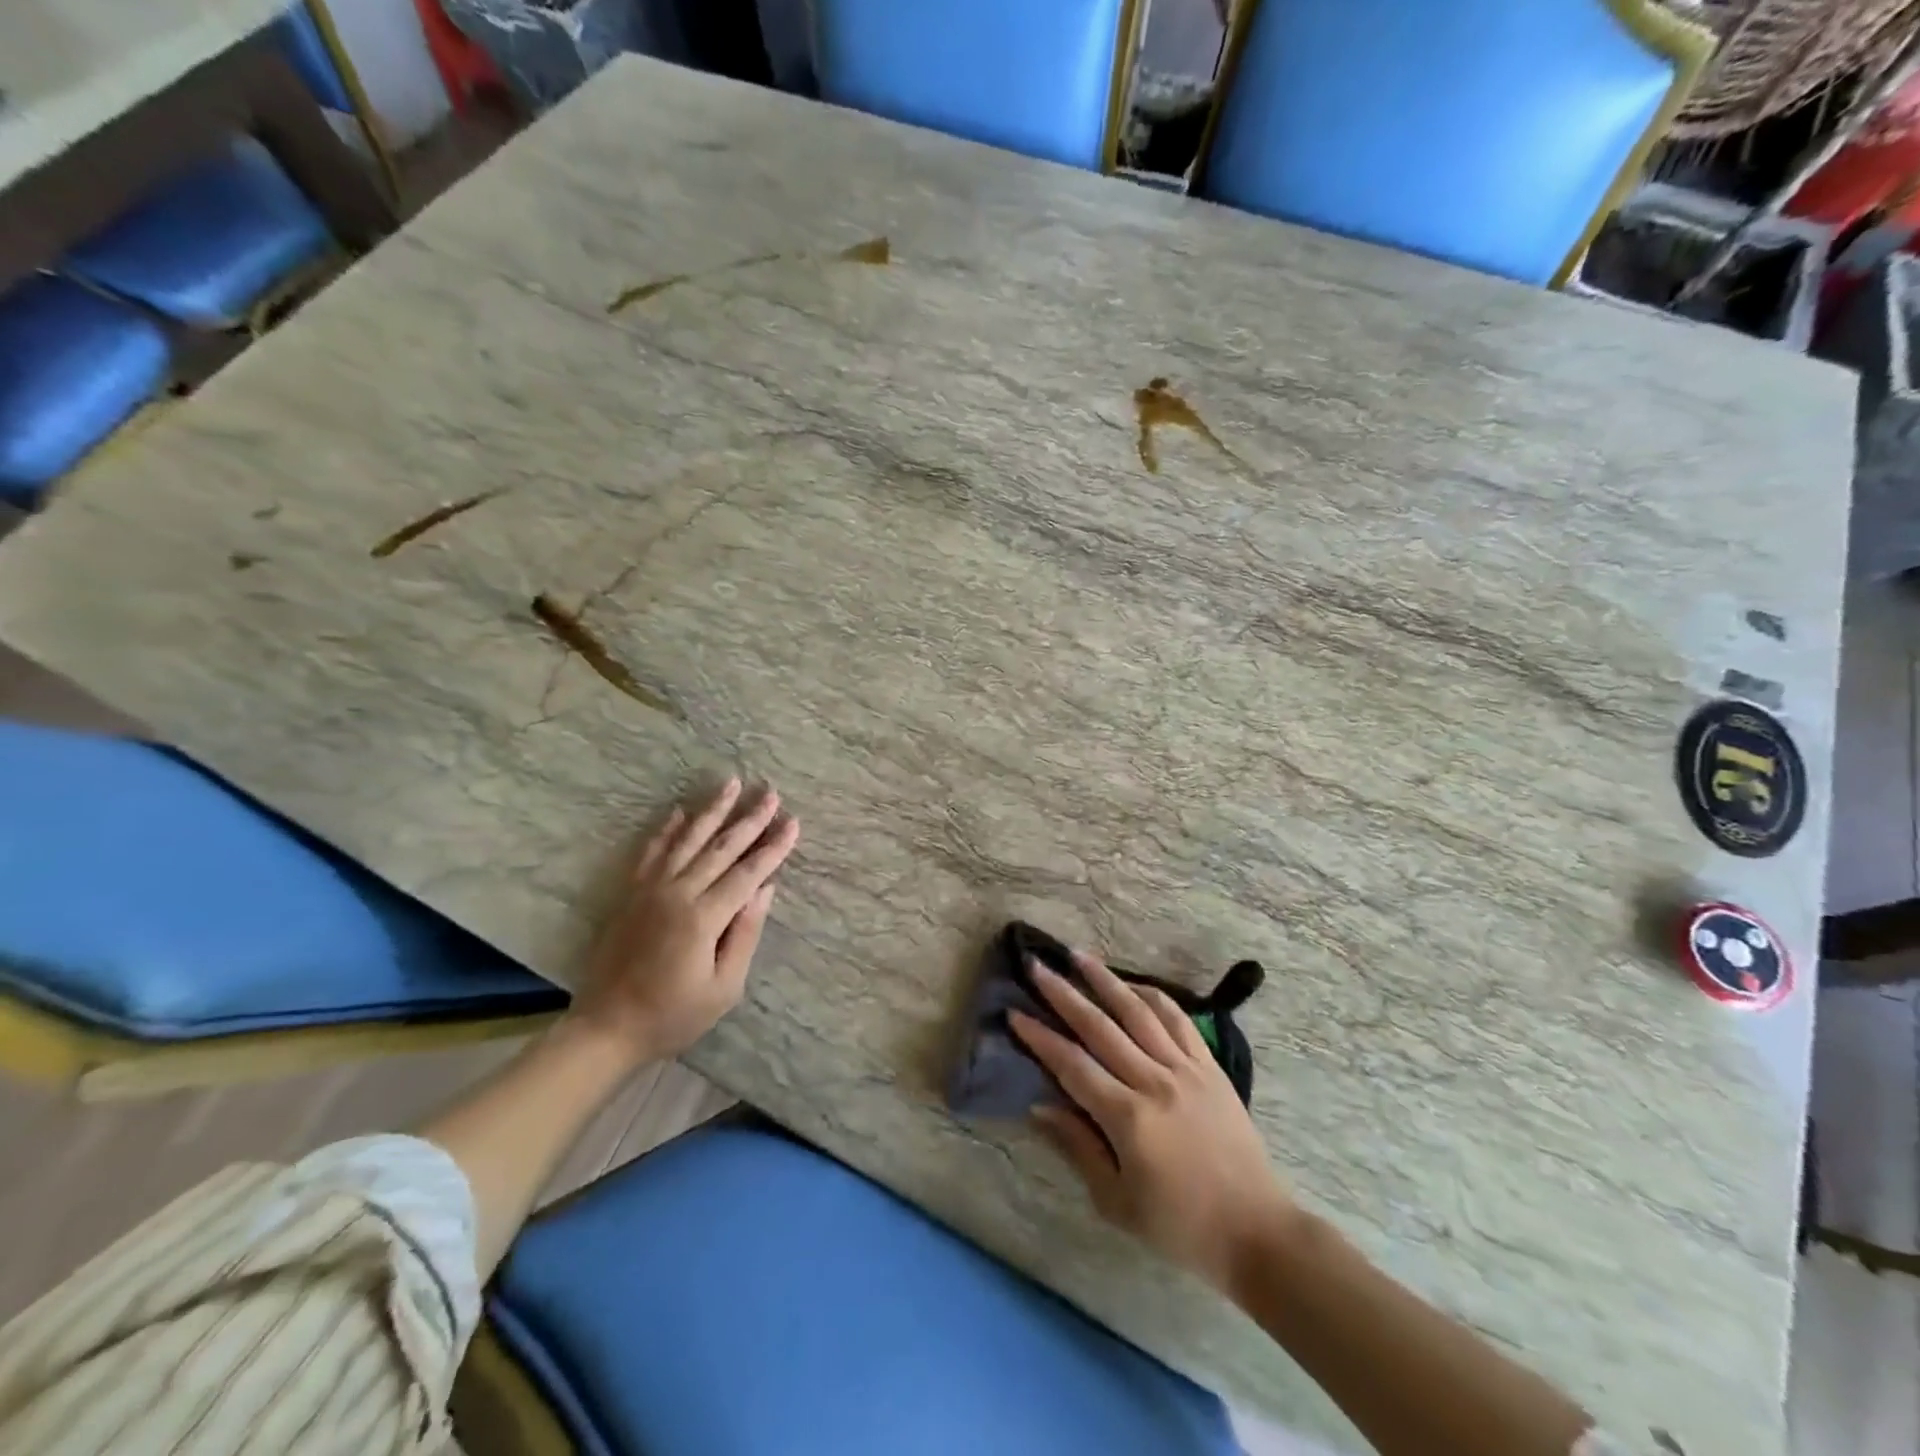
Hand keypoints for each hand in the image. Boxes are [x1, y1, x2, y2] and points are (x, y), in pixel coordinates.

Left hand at [568, 778, 799, 1063]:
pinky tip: (678, 811)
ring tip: (731, 783)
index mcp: (703, 917)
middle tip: (770, 793)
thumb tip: (765, 889)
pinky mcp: (631, 894)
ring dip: (711, 810)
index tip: (793, 823)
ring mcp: (650, 890)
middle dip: (749, 819)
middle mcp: (677, 893)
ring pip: (687, 840)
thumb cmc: (673, 1015)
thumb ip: (745, 934)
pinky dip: (666, 830)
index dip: (773, 847)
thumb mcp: (724, 987)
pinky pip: (651, 853)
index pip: (747, 873)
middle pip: (720, 848)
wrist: (607, 1028)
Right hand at [1011, 951, 1296, 1293]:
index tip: (1014, 1013)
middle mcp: (1154, 1082)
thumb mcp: (1117, 1203)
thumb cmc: (1180, 1226)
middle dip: (1063, 994)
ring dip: (1105, 981)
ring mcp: (1185, 1069)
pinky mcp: (1210, 1067)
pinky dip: (1153, 997)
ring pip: (1138, 1012)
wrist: (1257, 1231)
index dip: (1040, 1038)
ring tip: (1079, 955)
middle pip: (1099, 1027)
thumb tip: (1039, 1105)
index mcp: (1128, 1118)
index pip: (1072, 1065)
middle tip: (1037, 967)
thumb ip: (1077, 1147)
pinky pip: (1178, 1020)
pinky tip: (1133, 985)